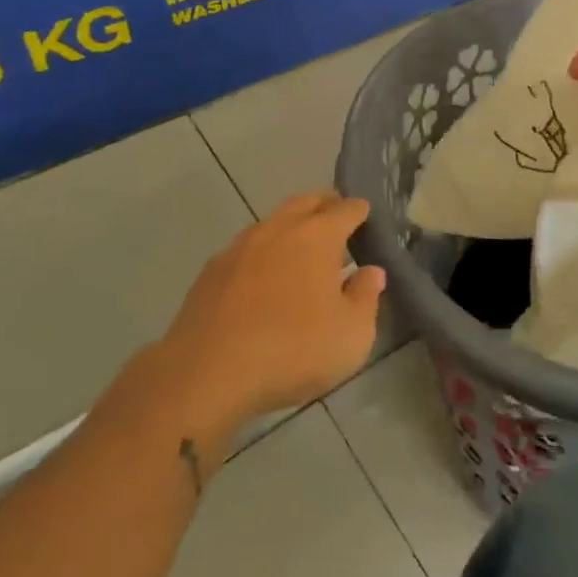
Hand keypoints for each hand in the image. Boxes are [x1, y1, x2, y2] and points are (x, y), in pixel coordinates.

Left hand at [142, 193, 384, 431]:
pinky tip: (263, 278)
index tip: (368, 222)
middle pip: (308, 202)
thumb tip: (371, 272)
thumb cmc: (292, 350)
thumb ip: (366, 297)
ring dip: (292, 228)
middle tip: (338, 225)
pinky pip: (247, 248)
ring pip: (274, 221)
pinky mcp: (212, 270)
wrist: (206, 374)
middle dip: (326, 207)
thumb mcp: (351, 335)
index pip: (347, 209)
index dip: (361, 212)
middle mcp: (280, 228)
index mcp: (318, 235)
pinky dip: (263, 253)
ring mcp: (241, 245)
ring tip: (301, 252)